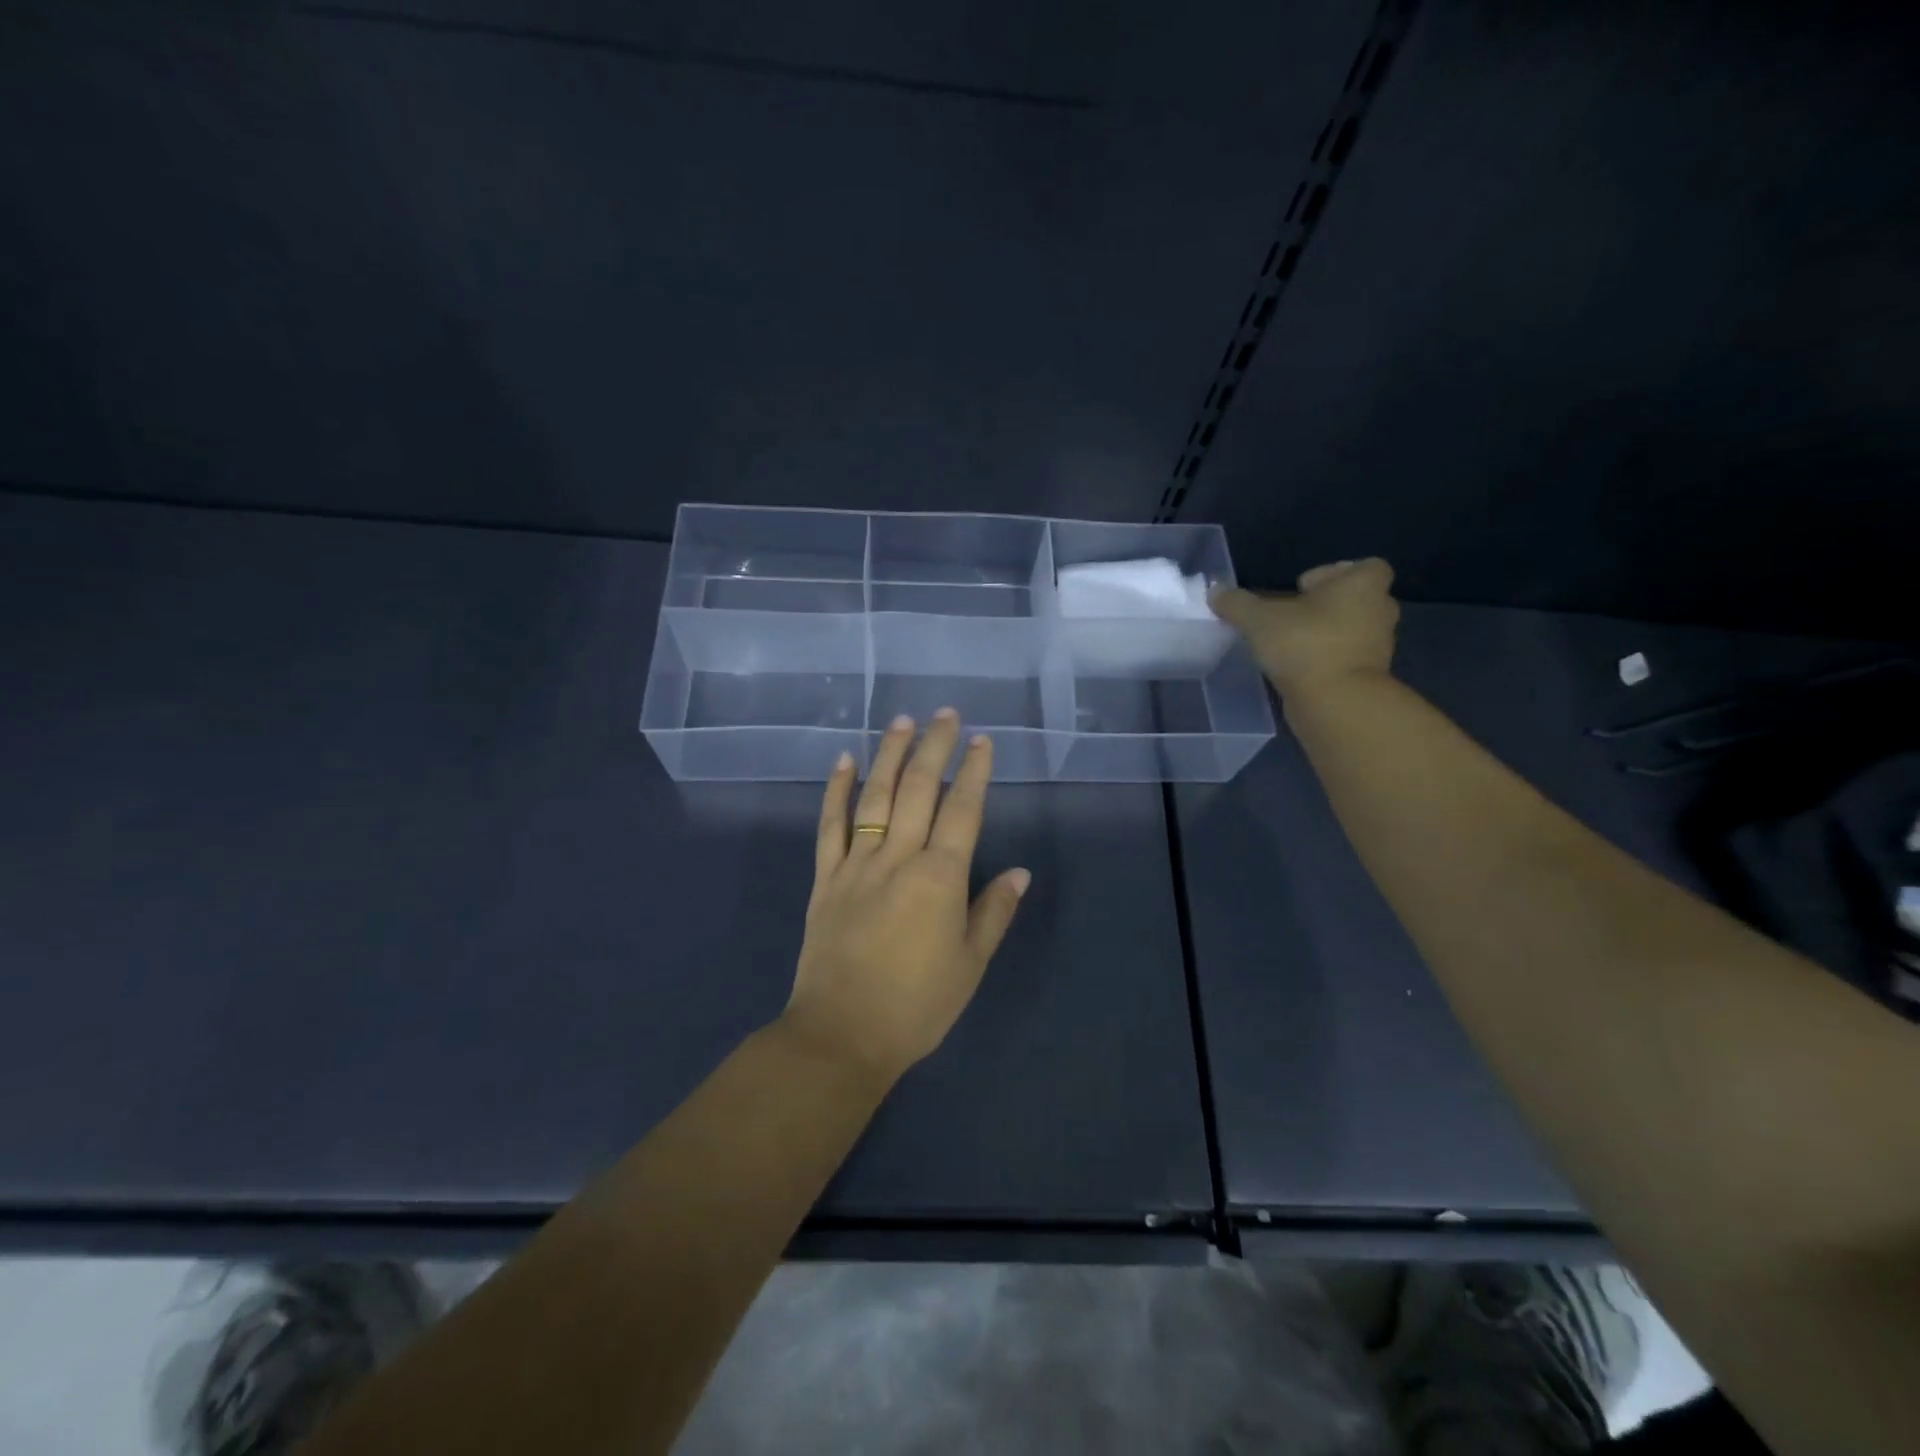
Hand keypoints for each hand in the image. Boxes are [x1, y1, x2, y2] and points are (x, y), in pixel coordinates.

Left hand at [783, 710, 1030, 1085]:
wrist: (842, 1034)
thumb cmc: (917, 1005)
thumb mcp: (970, 964)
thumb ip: (994, 912)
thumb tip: (1020, 872)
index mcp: (939, 878)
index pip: (962, 811)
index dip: (974, 772)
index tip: (982, 741)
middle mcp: (898, 858)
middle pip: (917, 790)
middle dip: (935, 748)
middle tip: (946, 714)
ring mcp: (856, 864)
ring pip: (874, 797)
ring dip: (890, 755)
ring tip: (902, 721)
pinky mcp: (826, 878)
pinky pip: (830, 826)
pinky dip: (836, 791)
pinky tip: (844, 761)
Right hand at [1210, 558, 1399, 696]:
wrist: (1335, 702)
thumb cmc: (1304, 644)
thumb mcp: (1258, 619)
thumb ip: (1236, 603)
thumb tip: (1215, 592)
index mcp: (1363, 585)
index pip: (1365, 566)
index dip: (1334, 573)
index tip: (1302, 588)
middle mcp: (1379, 610)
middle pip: (1356, 599)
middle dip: (1326, 605)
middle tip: (1292, 615)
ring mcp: (1378, 646)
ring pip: (1352, 630)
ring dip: (1326, 634)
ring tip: (1289, 644)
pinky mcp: (1369, 677)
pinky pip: (1347, 658)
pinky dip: (1327, 660)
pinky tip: (1297, 668)